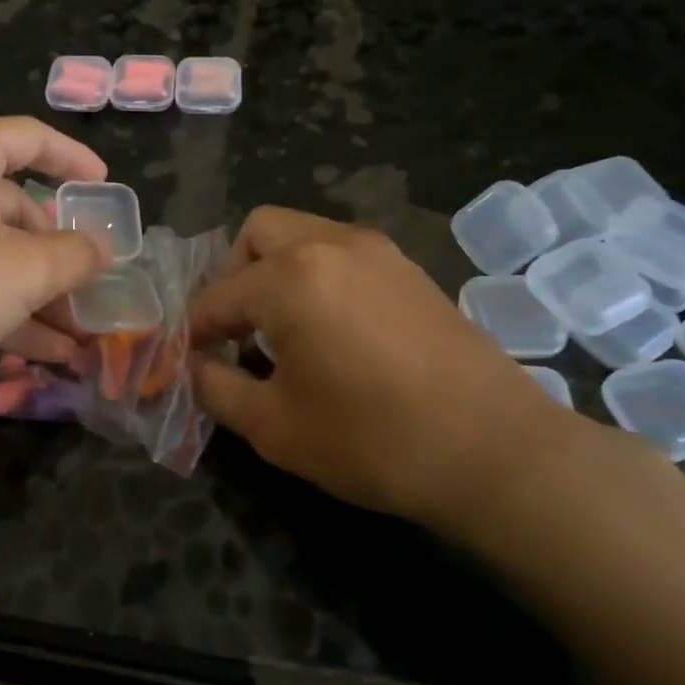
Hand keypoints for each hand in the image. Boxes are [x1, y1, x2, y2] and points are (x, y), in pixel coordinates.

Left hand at [0, 118, 110, 407]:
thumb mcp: (24, 268)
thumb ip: (74, 255)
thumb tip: (102, 249)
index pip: (30, 138)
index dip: (72, 158)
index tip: (104, 185)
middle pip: (15, 208)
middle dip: (58, 252)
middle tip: (94, 284)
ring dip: (39, 294)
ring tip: (81, 335)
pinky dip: (6, 313)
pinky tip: (47, 354)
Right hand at [187, 207, 584, 534]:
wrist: (498, 452)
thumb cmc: (373, 439)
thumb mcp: (275, 426)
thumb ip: (217, 388)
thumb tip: (195, 366)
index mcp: (290, 277)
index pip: (218, 295)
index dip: (194, 330)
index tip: (187, 361)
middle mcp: (331, 244)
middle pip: (258, 232)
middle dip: (233, 274)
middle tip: (236, 328)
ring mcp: (377, 251)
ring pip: (303, 234)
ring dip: (276, 271)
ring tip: (281, 330)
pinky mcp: (410, 270)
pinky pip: (341, 253)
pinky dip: (317, 276)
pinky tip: (330, 331)